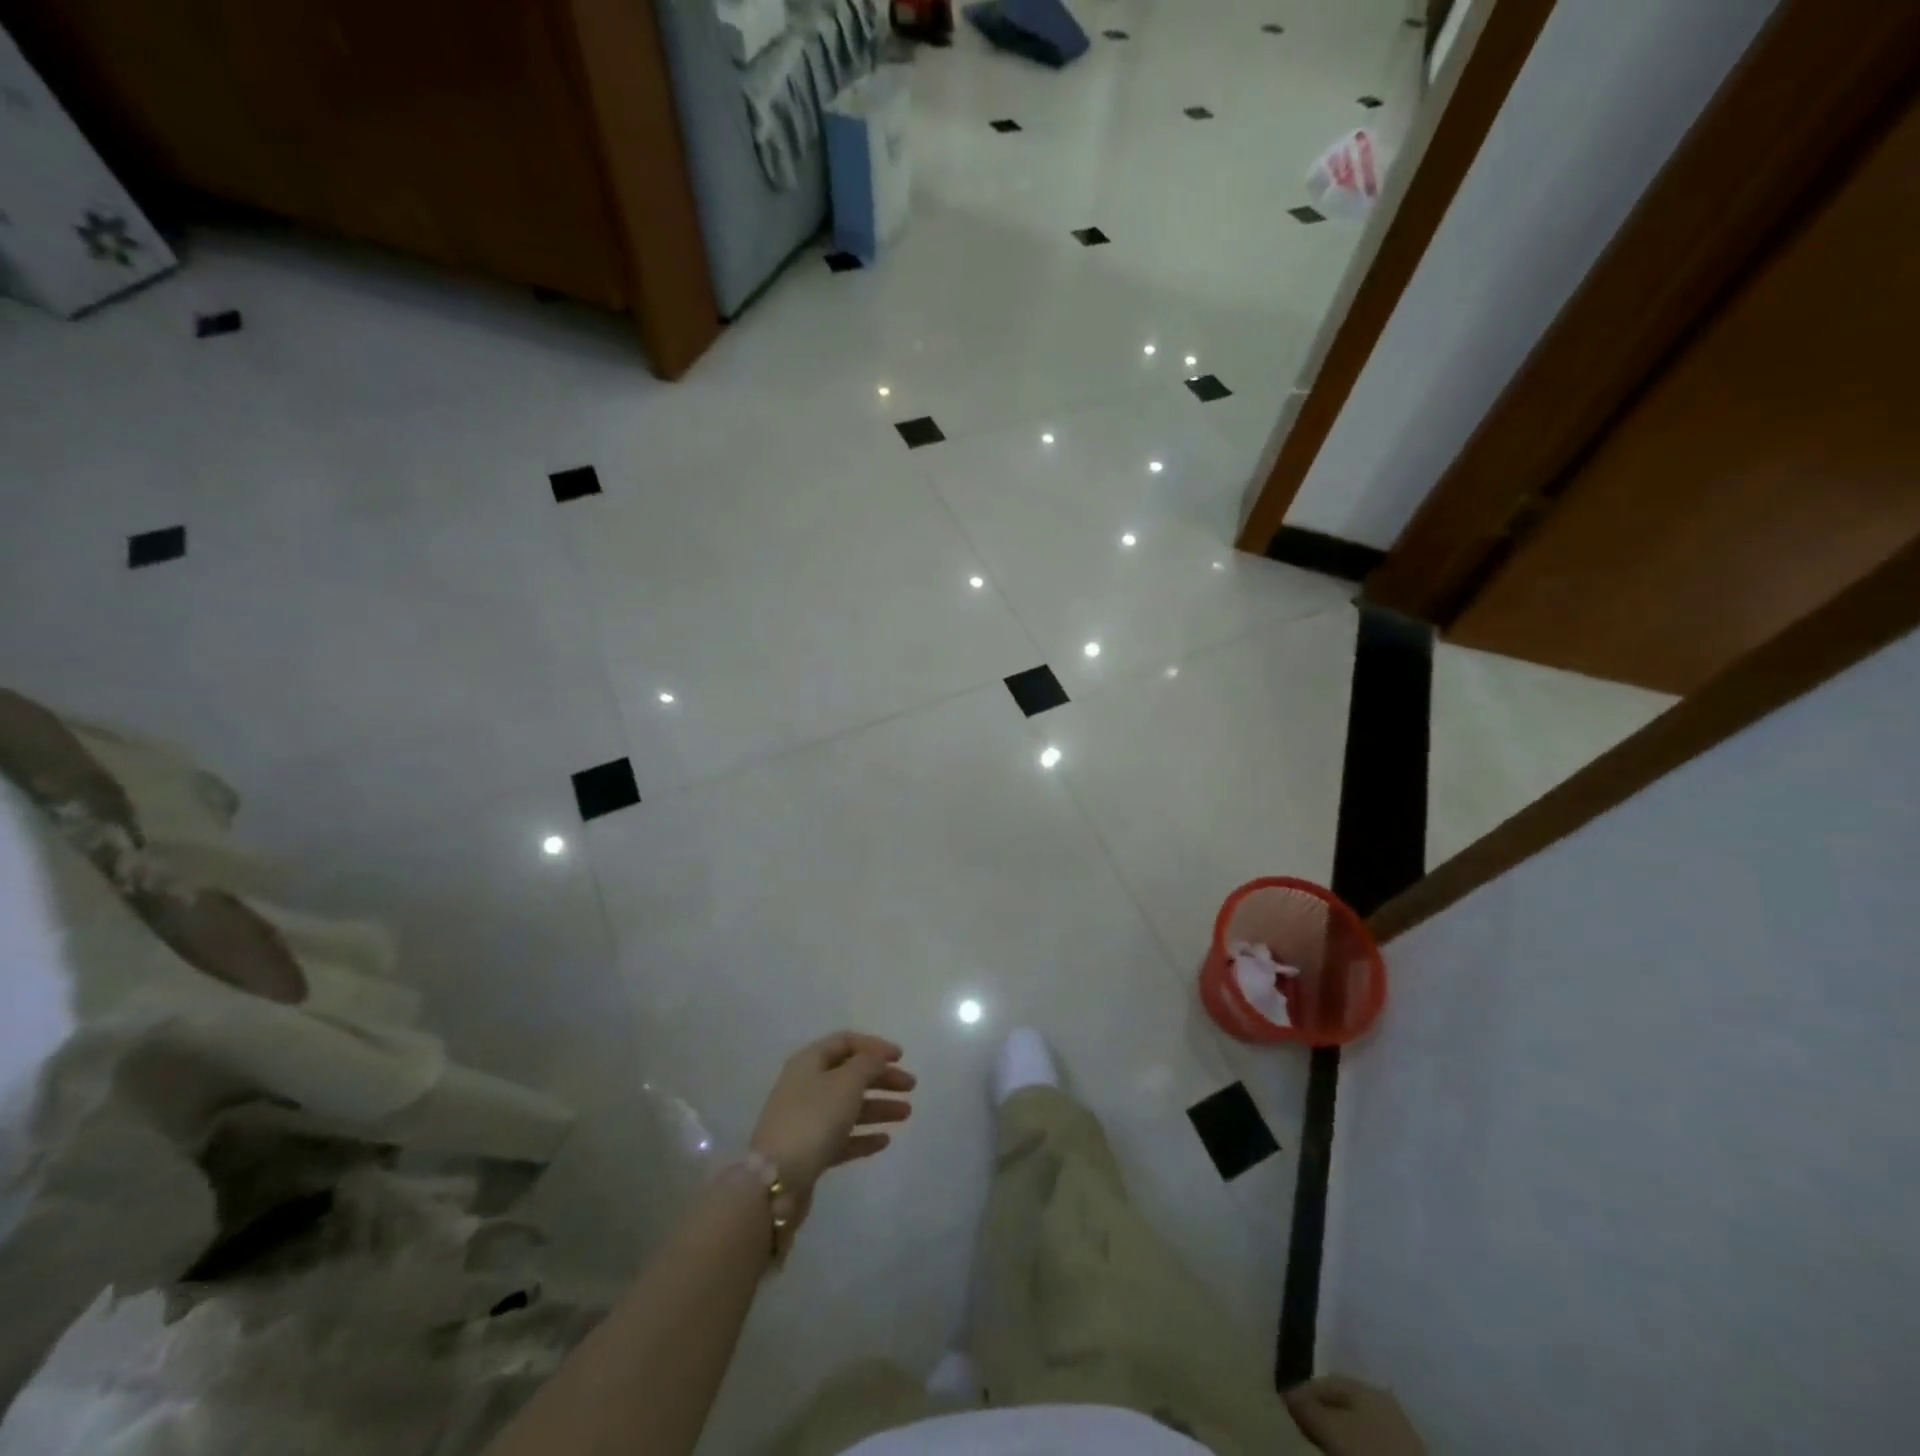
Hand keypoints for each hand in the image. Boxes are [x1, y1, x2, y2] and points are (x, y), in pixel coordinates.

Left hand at [750, 1032, 915, 1203]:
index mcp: (809, 1062)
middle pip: (850, 1074)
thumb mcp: (846, 1082)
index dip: (874, 1046)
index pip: (845, 1042)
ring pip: (849, 1106)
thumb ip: (868, 1064)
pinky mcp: (810, 1151)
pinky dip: (864, 1136)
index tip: (900, 1057)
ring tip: (906, 1114)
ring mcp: (807, 1120)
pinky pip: (842, 1136)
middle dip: (881, 1078)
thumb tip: (877, 1057)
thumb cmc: (813, 1119)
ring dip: (878, 1107)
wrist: (776, 1181)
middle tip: (910, 1086)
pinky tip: (885, 1140)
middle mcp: (806, 1086)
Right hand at [1285, 1375, 1425, 1455]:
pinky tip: (1341, 1453)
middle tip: (1300, 1428)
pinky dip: (1352, 1446)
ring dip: (1336, 1433)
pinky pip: (1367, 1442)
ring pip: (1355, 1425)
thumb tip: (1286, 1391)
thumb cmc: (1370, 1453)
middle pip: (1341, 1403)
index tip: (1285, 1410)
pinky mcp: (1402, 1455)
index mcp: (1367, 1386)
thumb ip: (1307, 1408)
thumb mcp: (1332, 1429)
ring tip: (1319, 1445)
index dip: (1302, 1394)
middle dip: (1319, 1414)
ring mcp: (1396, 1431)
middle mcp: (1382, 1401)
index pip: (1324, 1382)